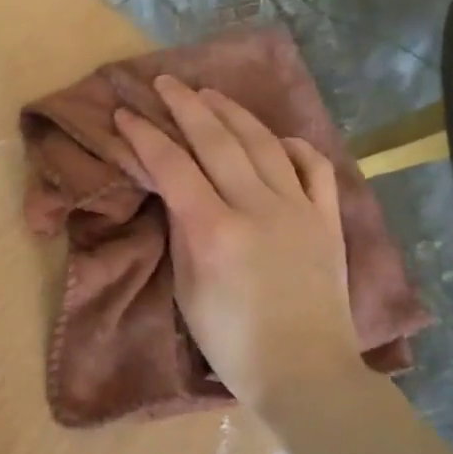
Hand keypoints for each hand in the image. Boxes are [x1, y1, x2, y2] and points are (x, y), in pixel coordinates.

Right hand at [114, 74, 363, 410]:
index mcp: (214, 229)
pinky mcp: (327, 218)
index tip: (125, 113)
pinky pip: (314, 167)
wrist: (304, 370)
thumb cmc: (231, 342)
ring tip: (210, 93)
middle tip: (165, 82)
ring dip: (232, 113)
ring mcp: (298, 208)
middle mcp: (257, 207)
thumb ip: (181, 233)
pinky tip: (276, 138)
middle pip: (217, 140)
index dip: (145, 136)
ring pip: (263, 143)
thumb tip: (177, 194)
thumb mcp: (187, 290)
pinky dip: (293, 146)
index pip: (172, 166)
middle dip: (186, 105)